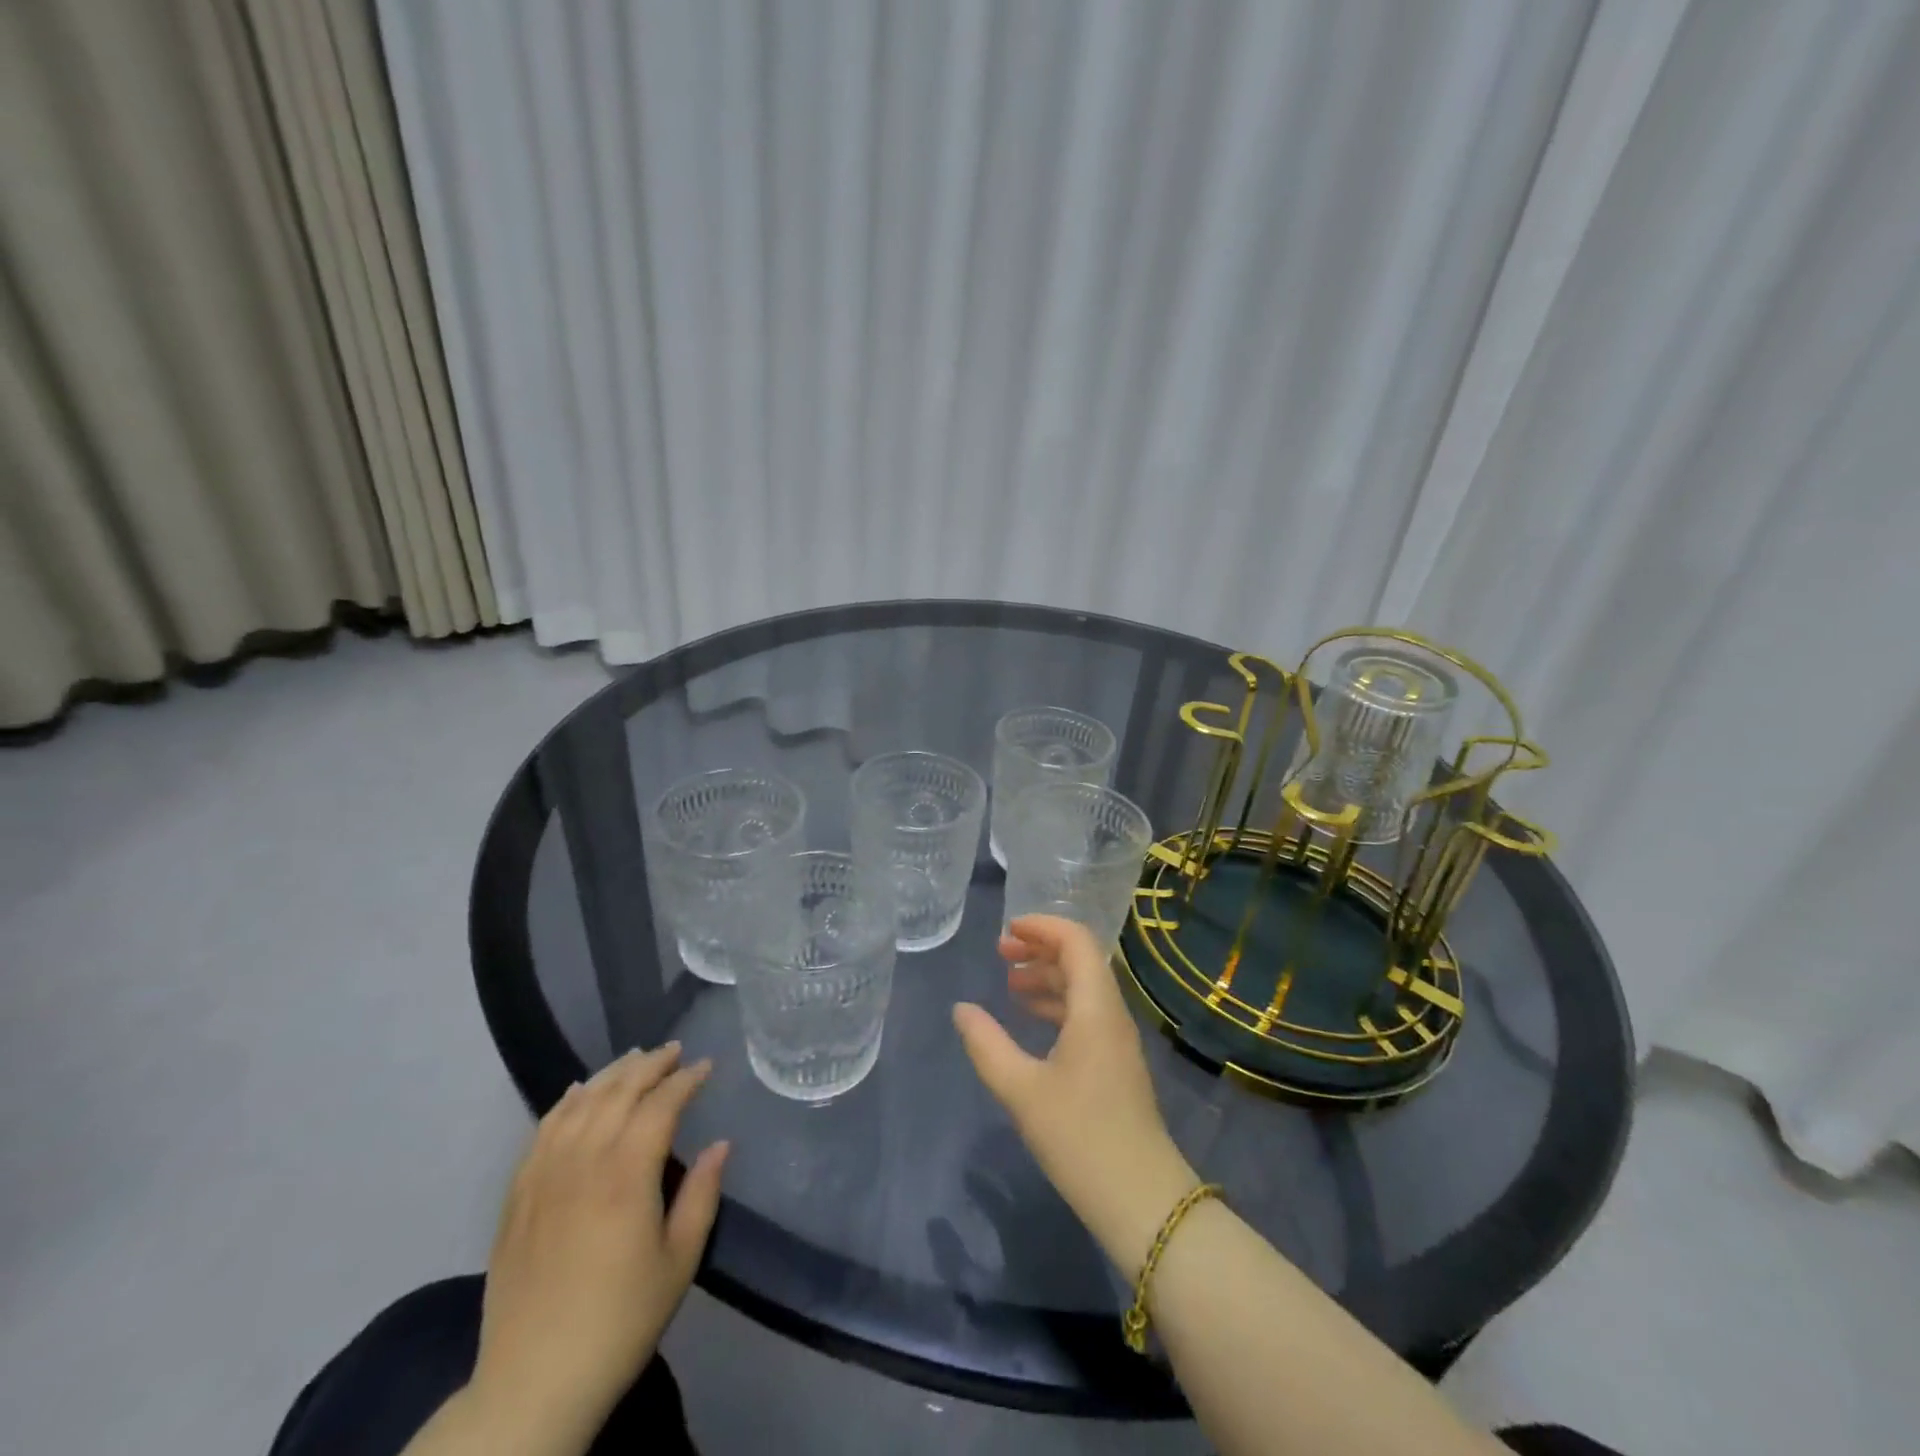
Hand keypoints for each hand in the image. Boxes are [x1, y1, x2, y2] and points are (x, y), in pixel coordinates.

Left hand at [466, 1044, 728, 1446]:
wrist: (534, 1382)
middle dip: (650, 1066)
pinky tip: (578, 1091)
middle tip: (674, 1051)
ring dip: (610, 1074)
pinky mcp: (517, 1195)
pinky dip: (565, 1102)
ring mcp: (545, 1175)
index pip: (661, 1105)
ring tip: (634, 1058)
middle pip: (619, 1093)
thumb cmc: (621, 1321)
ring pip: (580, 1103)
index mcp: (627, 1176)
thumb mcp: (679, 1261)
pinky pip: (543, 1130)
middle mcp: (584, 1162)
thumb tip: (721, 1144)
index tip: (706, 1066)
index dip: (686, 1079)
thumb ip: (702, 1195)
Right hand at [953, 915, 1199, 1272]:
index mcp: (1095, 1007)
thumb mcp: (1021, 1089)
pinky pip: (1086, 1014)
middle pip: (1080, 960)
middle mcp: (1111, 1014)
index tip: (1007, 932)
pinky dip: (1058, 1005)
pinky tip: (1031, 1021)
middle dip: (1040, 949)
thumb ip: (987, 1044)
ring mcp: (1117, 1040)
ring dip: (1048, 978)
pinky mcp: (1115, 1063)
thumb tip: (961, 1009)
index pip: (1076, 941)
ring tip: (1009, 986)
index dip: (1043, 927)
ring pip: (1083, 989)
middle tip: (1001, 955)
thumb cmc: (1079, 1136)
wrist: (1140, 1198)